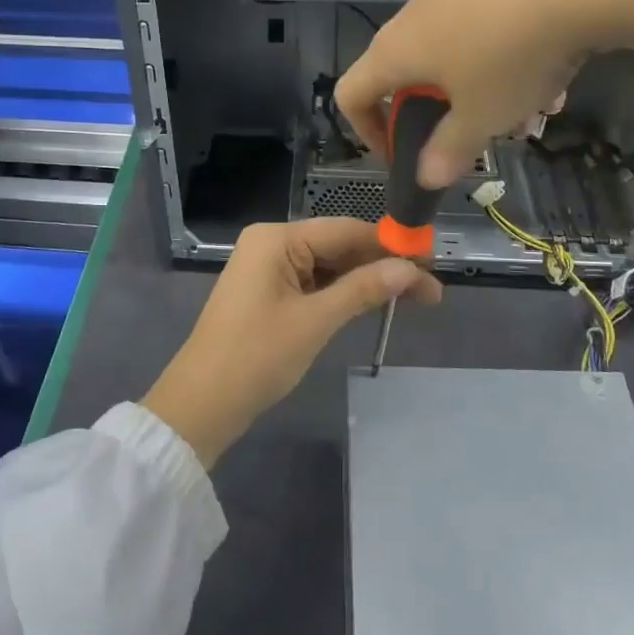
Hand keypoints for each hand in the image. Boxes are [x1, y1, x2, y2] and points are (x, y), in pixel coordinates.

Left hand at [141, 219, 441, 466]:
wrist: (202, 403)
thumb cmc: (257, 357)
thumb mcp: (315, 321)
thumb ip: (362, 289)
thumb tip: (410, 269)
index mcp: (276, 238)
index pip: (346, 230)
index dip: (391, 245)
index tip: (431, 262)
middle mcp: (271, 243)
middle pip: (338, 246)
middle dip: (383, 267)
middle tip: (430, 290)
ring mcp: (268, 268)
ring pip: (329, 266)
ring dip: (367, 281)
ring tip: (414, 299)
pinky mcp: (268, 292)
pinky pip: (314, 283)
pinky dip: (343, 293)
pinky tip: (375, 302)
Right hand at [335, 0, 633, 187]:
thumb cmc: (508, 56)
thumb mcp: (481, 117)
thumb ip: (450, 151)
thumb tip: (427, 178)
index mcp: (395, 52)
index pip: (351, 94)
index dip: (366, 131)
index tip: (402, 154)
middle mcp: (414, 16)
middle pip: (407, 73)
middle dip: (440, 113)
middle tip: (476, 135)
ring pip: (455, 51)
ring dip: (482, 88)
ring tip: (532, 109)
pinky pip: (487, 25)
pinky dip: (507, 55)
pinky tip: (555, 67)